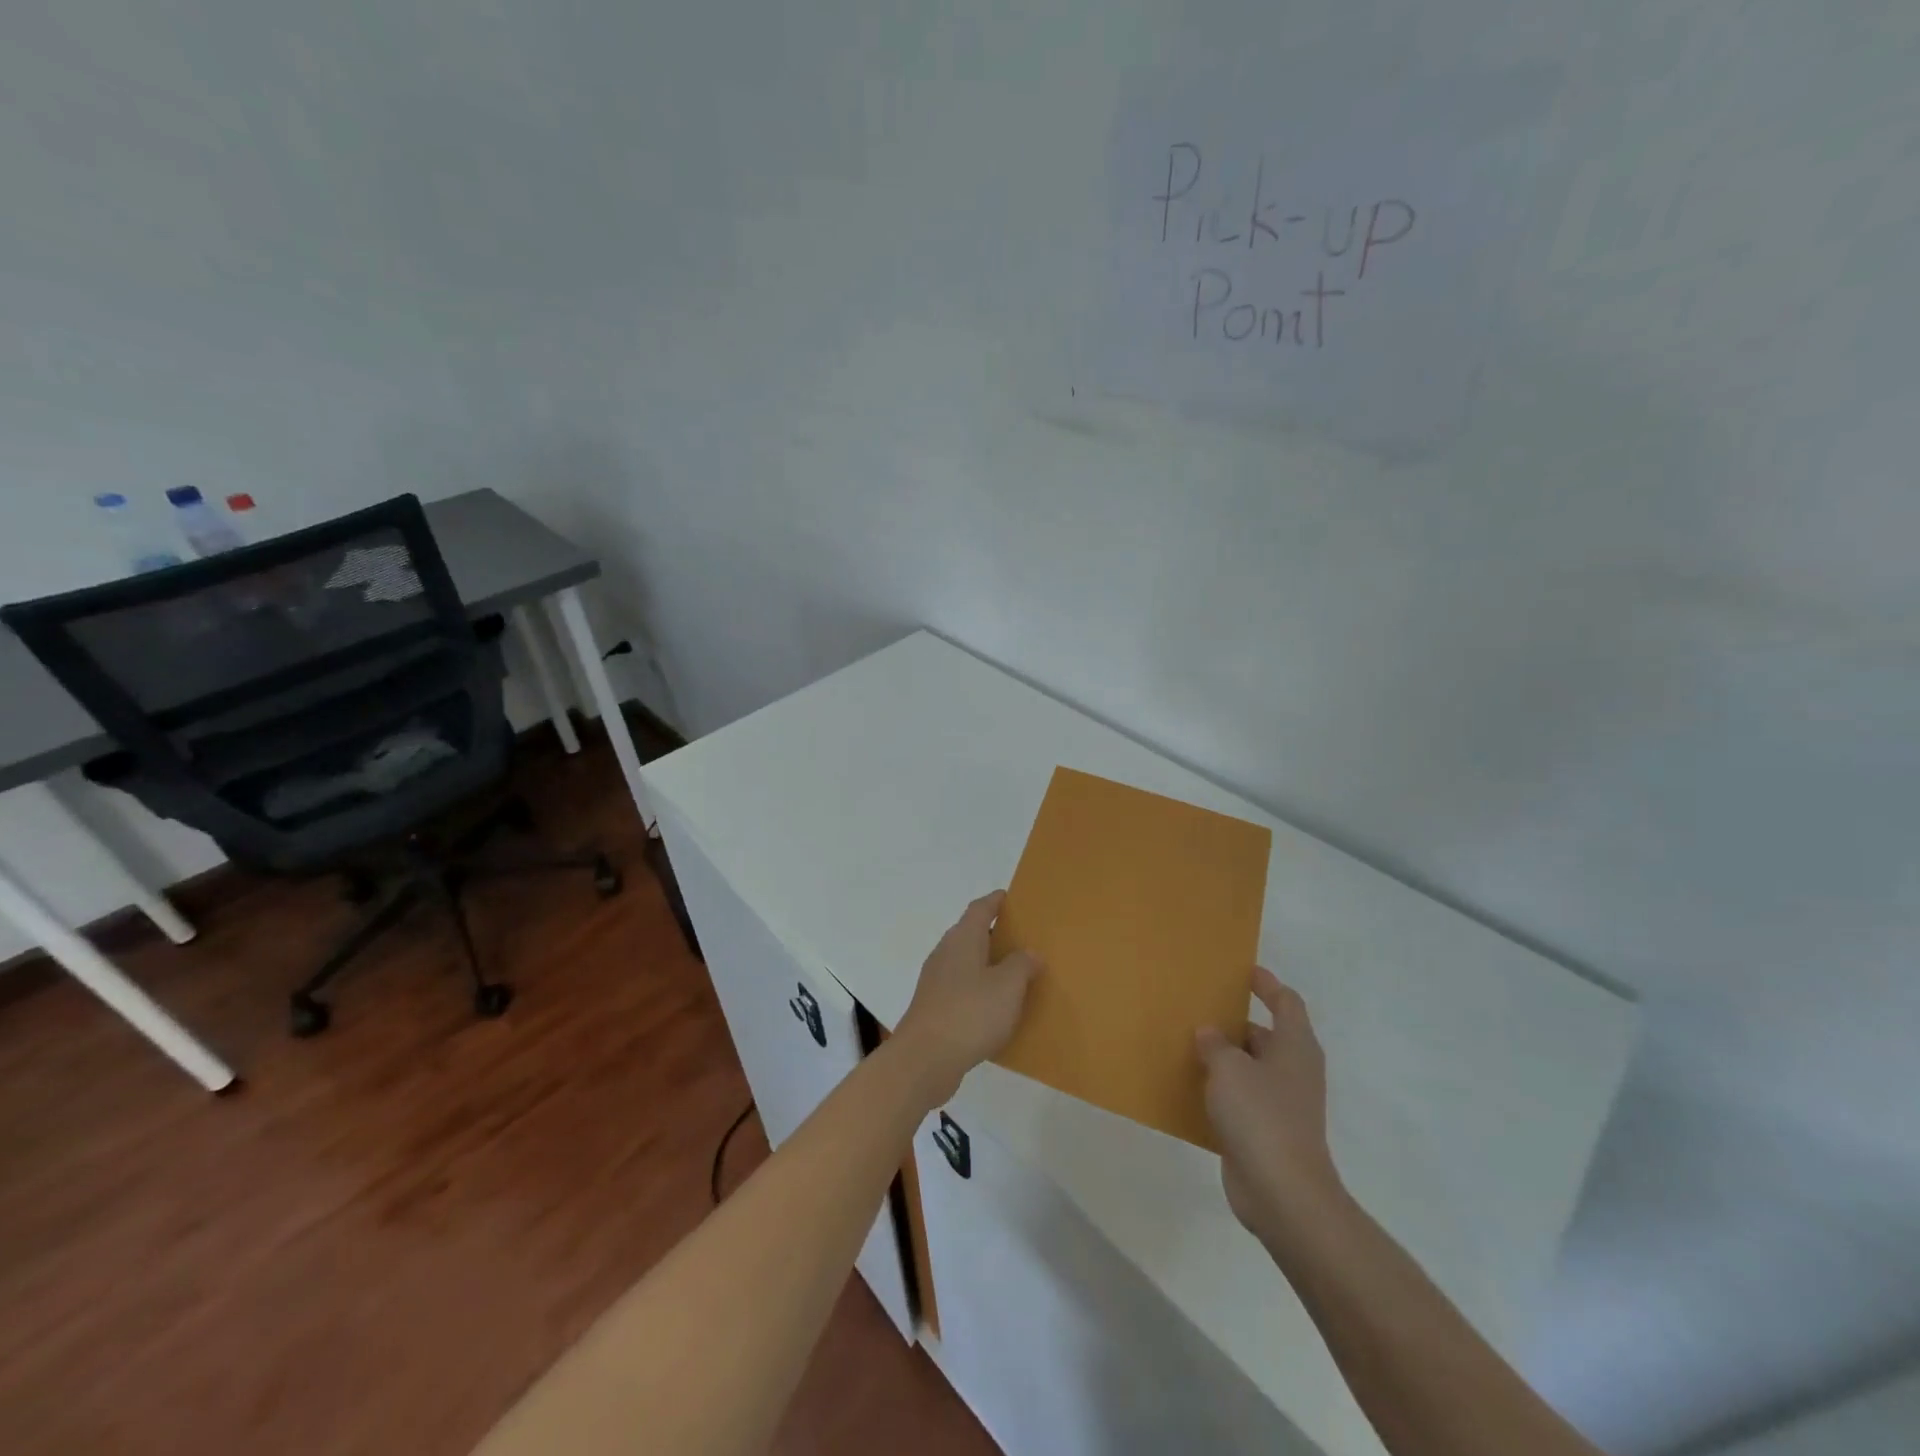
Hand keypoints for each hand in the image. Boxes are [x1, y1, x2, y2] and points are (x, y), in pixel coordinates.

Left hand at [895, 891, 1042, 1104]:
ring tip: (1016, 975)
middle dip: (995, 934)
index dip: (996, 901)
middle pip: (971, 934)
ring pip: (966, 963)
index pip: (980, 908)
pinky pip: (961, 989)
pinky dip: (979, 990)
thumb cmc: (970, 1013)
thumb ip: (1021, 965)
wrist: (924, 1059)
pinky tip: (996, 1009)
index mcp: (963, 939)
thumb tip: (1029, 953)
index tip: (1012, 898)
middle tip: (1024, 939)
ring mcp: (936, 981)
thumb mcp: (1008, 987)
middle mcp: (945, 953)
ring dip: (988, 965)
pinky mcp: (933, 1007)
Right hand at [1196, 967, 1345, 1251]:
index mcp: (1295, 1046)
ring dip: (1223, 1057)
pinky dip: (1219, 1090)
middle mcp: (1293, 1070)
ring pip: (1249, 1068)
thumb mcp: (1229, 1067)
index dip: (1266, 984)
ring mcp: (1281, 1104)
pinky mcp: (1265, 1131)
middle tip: (1199, 1007)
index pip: (1286, 1002)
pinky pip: (1239, 1099)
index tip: (1241, 971)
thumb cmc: (1261, 1116)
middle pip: (1265, 1034)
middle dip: (1234, 1021)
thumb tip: (1209, 1033)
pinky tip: (1189, 1086)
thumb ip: (1215, 1044)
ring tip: (1186, 1042)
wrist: (1282, 1193)